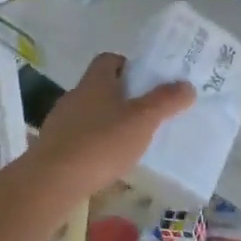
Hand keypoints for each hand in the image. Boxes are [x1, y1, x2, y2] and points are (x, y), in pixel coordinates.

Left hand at [27, 54, 193, 199]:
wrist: (53, 181)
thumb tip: (186, 85)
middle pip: (101, 86)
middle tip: (147, 112)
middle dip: (123, 96)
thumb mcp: (143, 121)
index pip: (110, 60)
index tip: (148, 82)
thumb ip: (166, 101)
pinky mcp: (54, 147)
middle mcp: (75, 95)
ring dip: (108, 121)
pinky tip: (107, 161)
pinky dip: (95, 143)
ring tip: (130, 140)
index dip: (129, 66)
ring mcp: (61, 122)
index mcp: (95, 81)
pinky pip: (80, 137)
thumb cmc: (102, 142)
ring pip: (90, 113)